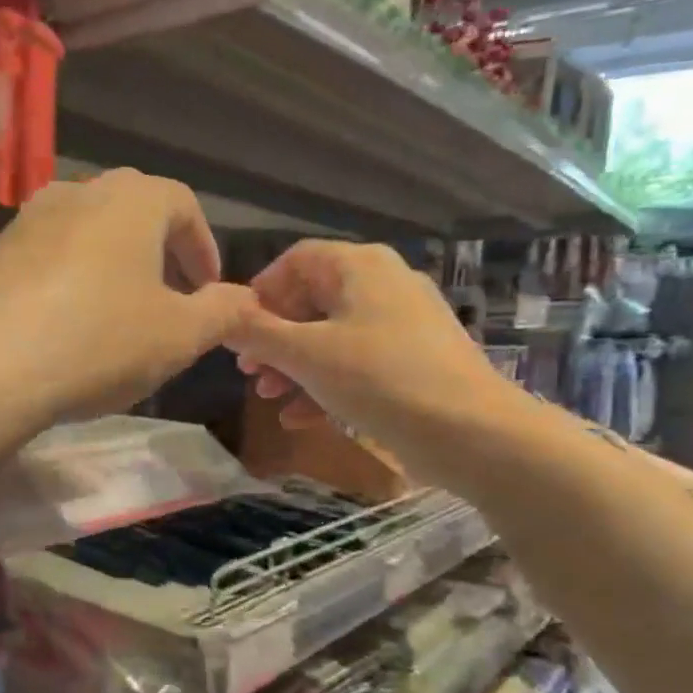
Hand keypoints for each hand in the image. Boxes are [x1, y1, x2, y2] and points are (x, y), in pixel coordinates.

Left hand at [0, 170, 249, 429]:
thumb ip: (221, 312)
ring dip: (109, 268)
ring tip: (115, 317)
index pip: (183, 204)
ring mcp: (23, 221)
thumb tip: (244, 299)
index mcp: (130, 199)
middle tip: (166, 302)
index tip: (208, 290)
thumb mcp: (178, 337)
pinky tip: (60, 330)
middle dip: (157, 254)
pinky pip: (42, 261)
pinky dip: (64, 284)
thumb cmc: (97, 342)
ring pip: (83, 235)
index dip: (203, 247)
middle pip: (130, 213)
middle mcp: (75, 193)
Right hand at [228, 241, 524, 479]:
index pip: (296, 260)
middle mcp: (384, 283)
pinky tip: (299, 418)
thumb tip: (221, 315)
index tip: (236, 328)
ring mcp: (404, 322)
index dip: (260, 291)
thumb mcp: (306, 355)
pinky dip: (326, 382)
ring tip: (268, 396)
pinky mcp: (415, 360)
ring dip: (295, 364)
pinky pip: (358, 361)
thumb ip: (257, 333)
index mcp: (360, 267)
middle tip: (248, 369)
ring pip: (333, 334)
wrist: (471, 432)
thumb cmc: (379, 379)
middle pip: (313, 299)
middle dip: (274, 336)